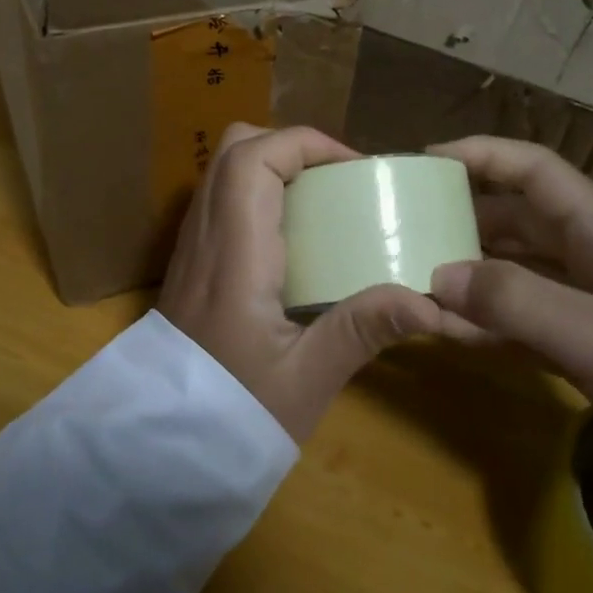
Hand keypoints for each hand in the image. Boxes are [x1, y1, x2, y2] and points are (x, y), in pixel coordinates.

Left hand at [159, 125, 479, 443]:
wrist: (163, 448)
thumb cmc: (234, 415)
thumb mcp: (307, 379)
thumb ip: (363, 330)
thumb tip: (429, 303)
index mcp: (234, 253)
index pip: (254, 158)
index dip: (305, 144)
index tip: (354, 169)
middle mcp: (204, 235)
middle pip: (233, 148)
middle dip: (290, 146)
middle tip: (338, 180)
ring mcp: (190, 245)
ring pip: (222, 170)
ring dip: (271, 165)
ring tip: (320, 201)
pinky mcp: (189, 261)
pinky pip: (219, 198)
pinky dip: (255, 191)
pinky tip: (289, 235)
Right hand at [427, 136, 592, 533]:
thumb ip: (514, 302)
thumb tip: (435, 273)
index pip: (536, 170)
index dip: (482, 155)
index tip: (424, 161)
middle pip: (518, 217)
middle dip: (463, 214)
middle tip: (405, 222)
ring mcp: (590, 307)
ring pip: (515, 270)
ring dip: (469, 272)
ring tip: (414, 274)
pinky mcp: (587, 350)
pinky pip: (522, 321)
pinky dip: (486, 321)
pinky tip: (447, 331)